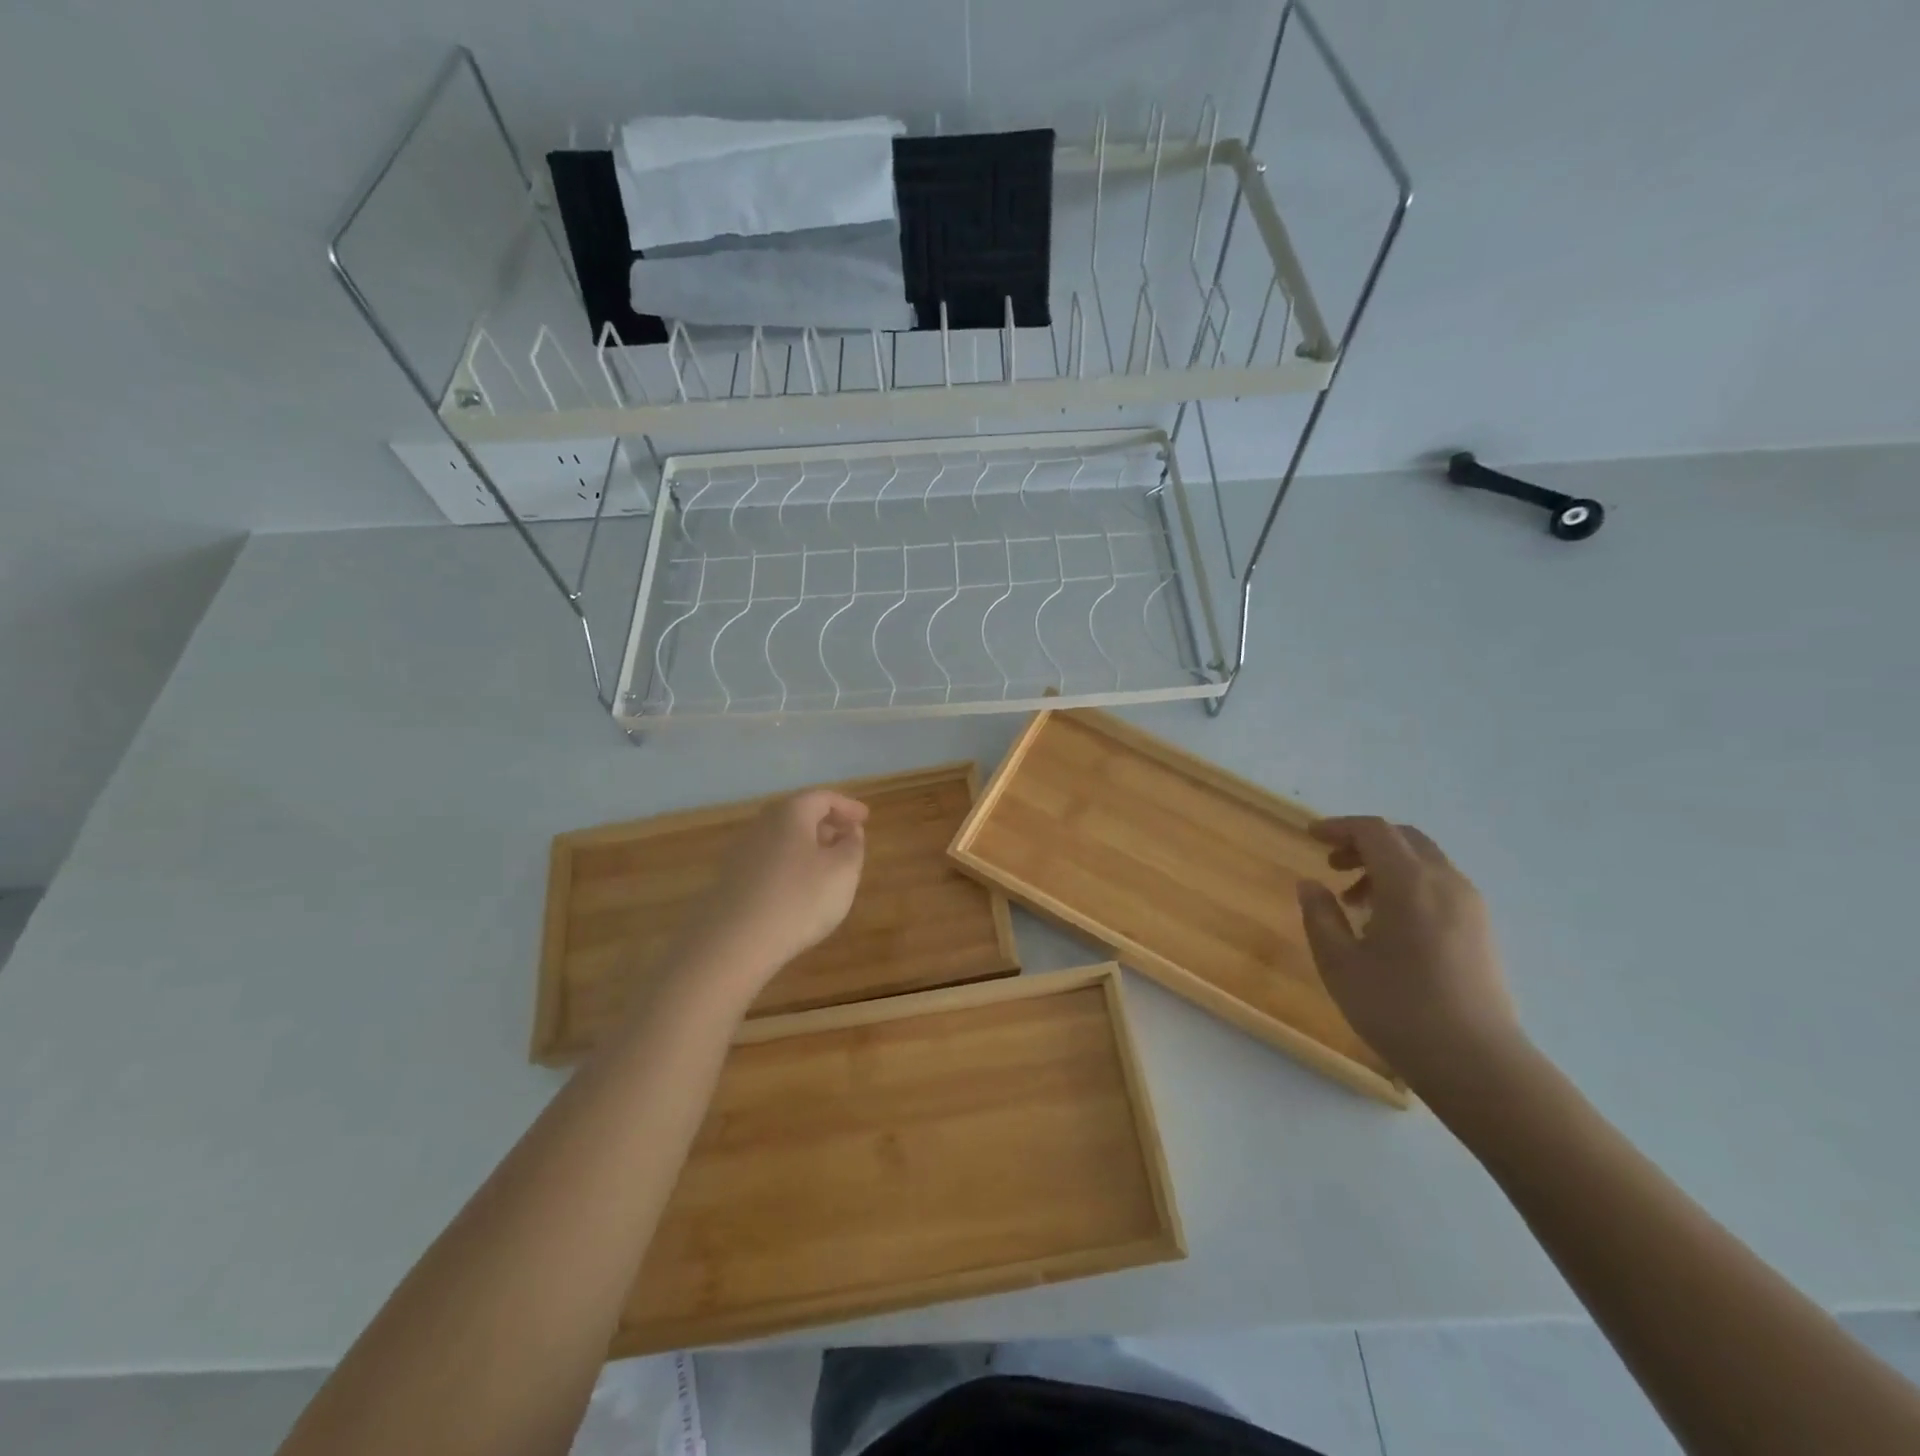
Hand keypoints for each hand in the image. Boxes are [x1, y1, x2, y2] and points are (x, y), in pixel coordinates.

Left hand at [687, 789, 868, 981]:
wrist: (735, 942)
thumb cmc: (800, 899)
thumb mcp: (843, 871)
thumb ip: (852, 846)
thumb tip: (850, 832)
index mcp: (791, 813)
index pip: (823, 798)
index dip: (847, 806)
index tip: (865, 819)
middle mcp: (763, 824)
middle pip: (798, 814)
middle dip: (826, 824)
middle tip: (847, 838)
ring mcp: (742, 851)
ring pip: (782, 838)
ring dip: (807, 845)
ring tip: (827, 866)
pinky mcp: (732, 879)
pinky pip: (769, 860)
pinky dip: (790, 864)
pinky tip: (799, 888)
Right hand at [1297, 817, 1524, 1094]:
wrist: (1478, 1063)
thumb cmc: (1397, 1008)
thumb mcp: (1339, 963)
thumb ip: (1320, 915)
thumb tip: (1311, 885)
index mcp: (1410, 883)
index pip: (1374, 831)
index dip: (1339, 827)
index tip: (1311, 837)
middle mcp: (1446, 883)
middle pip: (1404, 839)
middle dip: (1365, 843)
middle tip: (1333, 865)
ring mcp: (1471, 907)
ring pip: (1425, 863)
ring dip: (1387, 867)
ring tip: (1356, 903)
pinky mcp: (1482, 931)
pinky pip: (1441, 887)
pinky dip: (1409, 886)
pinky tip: (1389, 925)